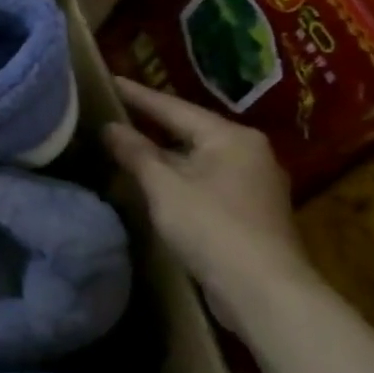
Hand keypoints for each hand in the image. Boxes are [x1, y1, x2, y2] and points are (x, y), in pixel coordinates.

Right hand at [102, 77, 312, 317]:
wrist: (265, 293)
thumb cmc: (212, 227)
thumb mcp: (163, 186)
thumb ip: (135, 152)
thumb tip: (110, 127)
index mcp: (231, 137)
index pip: (173, 108)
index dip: (138, 95)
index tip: (109, 79)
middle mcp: (248, 152)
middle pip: (189, 130)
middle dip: (151, 124)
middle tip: (115, 109)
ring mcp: (252, 183)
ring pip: (196, 157)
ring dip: (163, 153)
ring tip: (127, 142)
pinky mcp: (249, 211)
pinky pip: (204, 180)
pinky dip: (177, 176)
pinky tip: (154, 180)